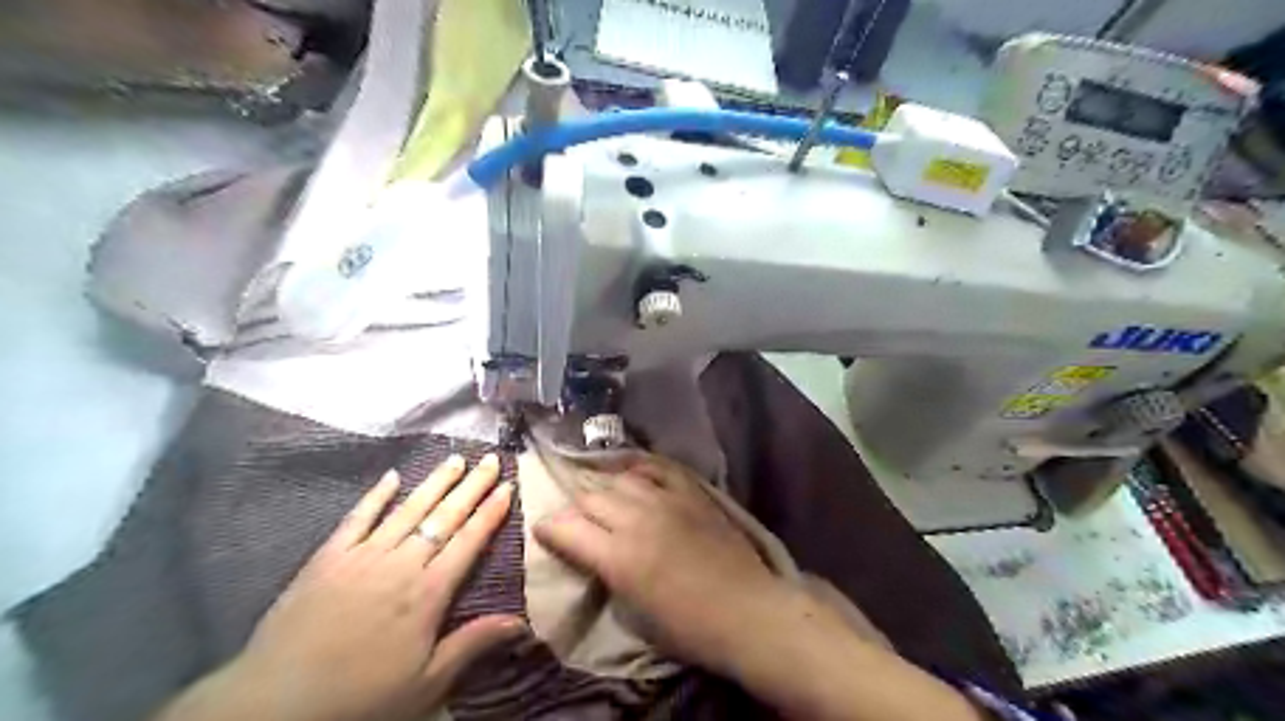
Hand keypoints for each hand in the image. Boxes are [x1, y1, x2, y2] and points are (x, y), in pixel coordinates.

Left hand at [161, 456, 519, 719]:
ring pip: (407, 509)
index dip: (491, 513)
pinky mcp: (327, 558)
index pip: (469, 541)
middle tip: (491, 458)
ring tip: (455, 459)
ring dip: (434, 482)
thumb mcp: (426, 684)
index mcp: (428, 593)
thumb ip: (472, 644)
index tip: (508, 486)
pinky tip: (392, 476)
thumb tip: (521, 622)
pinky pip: (357, 518)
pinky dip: (376, 495)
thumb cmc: (360, 697)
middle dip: (472, 486)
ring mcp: (362, 556)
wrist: (274, 705)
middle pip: (444, 517)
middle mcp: (401, 564)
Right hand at [531, 459, 782, 671]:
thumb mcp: (634, 611)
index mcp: (618, 557)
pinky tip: (634, 473)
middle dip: (575, 507)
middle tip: (577, 518)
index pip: (566, 527)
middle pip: (590, 497)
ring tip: (605, 497)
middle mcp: (636, 520)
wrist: (745, 610)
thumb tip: (596, 554)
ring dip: (606, 488)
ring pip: (620, 479)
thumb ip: (608, 573)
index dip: (548, 527)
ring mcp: (666, 500)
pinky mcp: (691, 492)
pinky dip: (640, 469)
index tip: (543, 529)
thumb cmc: (688, 626)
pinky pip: (658, 468)